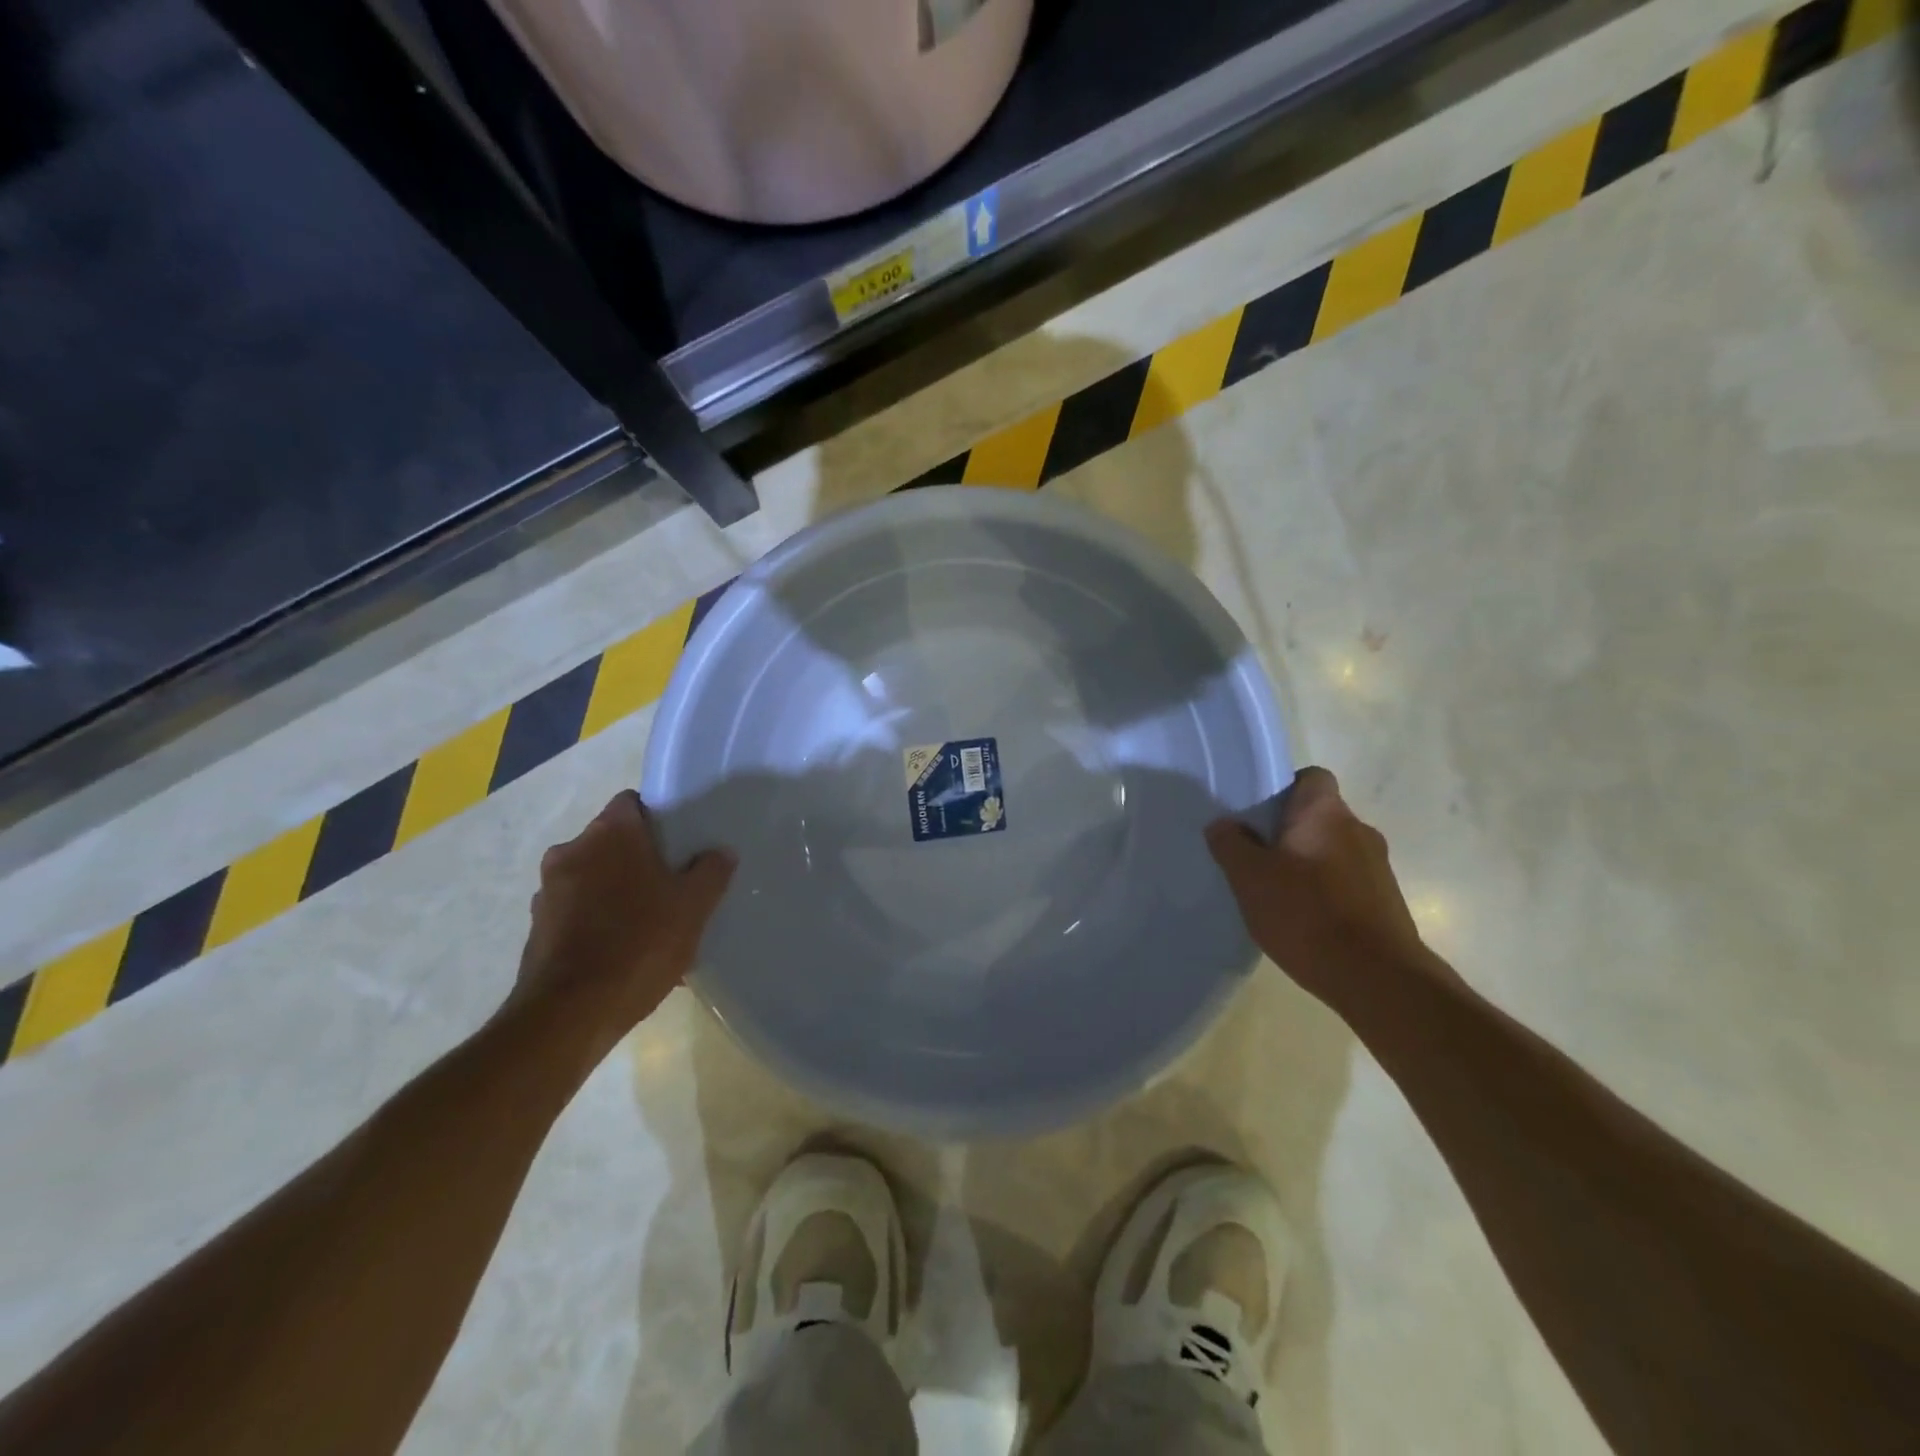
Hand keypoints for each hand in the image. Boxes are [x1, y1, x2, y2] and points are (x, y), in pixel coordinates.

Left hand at [510, 790, 735, 1061]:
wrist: (570, 1013)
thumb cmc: (640, 943)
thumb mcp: (693, 906)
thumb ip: (711, 871)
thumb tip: (720, 852)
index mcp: (609, 833)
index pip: (633, 803)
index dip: (658, 818)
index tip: (680, 843)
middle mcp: (571, 851)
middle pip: (612, 841)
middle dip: (639, 858)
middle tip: (672, 884)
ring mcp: (548, 890)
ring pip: (593, 877)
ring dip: (617, 890)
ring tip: (650, 923)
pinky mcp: (537, 928)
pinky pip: (577, 911)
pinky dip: (598, 920)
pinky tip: (625, 951)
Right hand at [1206, 767, 1431, 1017]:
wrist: (1377, 979)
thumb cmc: (1307, 914)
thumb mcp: (1250, 878)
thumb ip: (1230, 844)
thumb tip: (1223, 823)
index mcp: (1326, 813)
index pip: (1311, 777)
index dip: (1283, 788)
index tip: (1256, 814)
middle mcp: (1358, 830)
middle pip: (1318, 816)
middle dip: (1288, 832)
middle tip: (1254, 856)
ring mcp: (1378, 867)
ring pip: (1332, 850)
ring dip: (1307, 864)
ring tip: (1276, 893)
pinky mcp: (1386, 902)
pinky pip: (1346, 882)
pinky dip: (1325, 892)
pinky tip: (1303, 920)